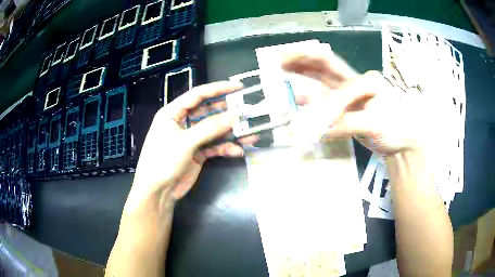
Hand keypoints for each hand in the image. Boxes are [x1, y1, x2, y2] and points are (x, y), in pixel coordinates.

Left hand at [126, 81, 246, 210]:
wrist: (158, 192)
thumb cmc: (163, 161)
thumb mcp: (185, 142)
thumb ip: (210, 127)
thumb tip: (235, 114)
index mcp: (173, 113)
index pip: (198, 95)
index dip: (218, 89)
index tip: (238, 87)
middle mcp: (183, 123)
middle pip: (209, 112)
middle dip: (228, 112)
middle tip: (248, 110)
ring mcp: (191, 138)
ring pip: (214, 130)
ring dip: (231, 132)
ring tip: (250, 132)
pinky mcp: (198, 153)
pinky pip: (215, 146)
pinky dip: (226, 148)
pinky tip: (238, 150)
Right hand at [283, 53, 431, 155]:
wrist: (400, 141)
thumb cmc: (395, 128)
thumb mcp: (377, 124)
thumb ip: (350, 123)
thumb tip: (323, 129)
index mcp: (365, 80)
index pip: (337, 76)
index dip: (318, 80)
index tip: (300, 79)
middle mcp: (354, 83)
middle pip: (326, 65)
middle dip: (303, 59)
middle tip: (280, 58)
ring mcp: (348, 96)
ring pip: (322, 79)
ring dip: (303, 73)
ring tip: (282, 69)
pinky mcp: (344, 109)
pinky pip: (324, 100)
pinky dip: (310, 98)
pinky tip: (298, 98)